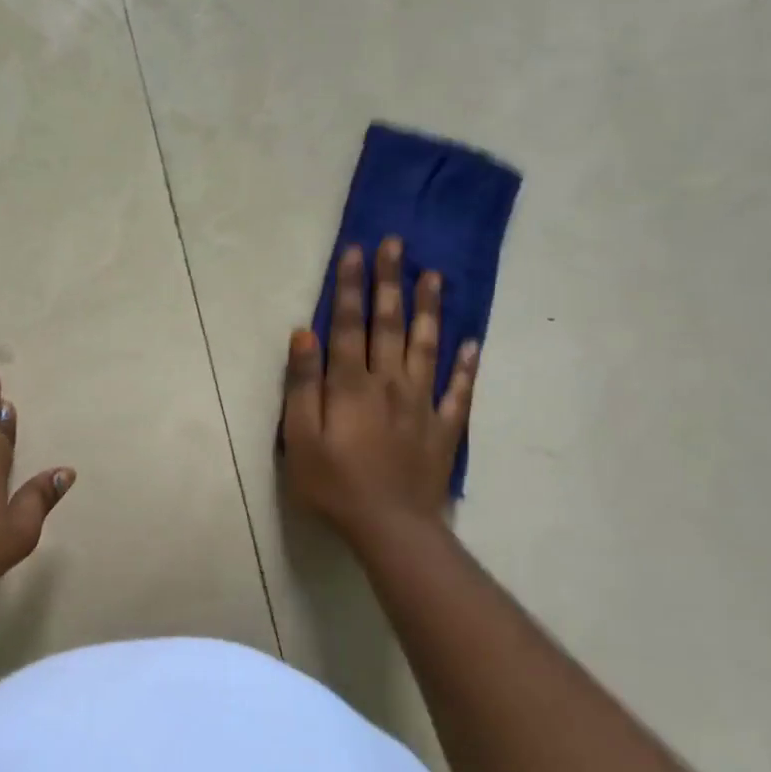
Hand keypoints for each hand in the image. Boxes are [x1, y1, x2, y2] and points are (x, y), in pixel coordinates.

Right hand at [281, 238, 478, 544]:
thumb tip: (303, 334)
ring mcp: (422, 403)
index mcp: (351, 384)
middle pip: (390, 323)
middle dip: (390, 281)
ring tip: (434, 276)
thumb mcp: (299, 437)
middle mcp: (389, 382)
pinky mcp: (444, 428)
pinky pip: (458, 390)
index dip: (349, 286)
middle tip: (396, 244)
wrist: (390, 526)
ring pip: (427, 346)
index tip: (355, 250)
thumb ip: (302, 384)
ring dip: (430, 309)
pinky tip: (470, 343)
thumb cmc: (333, 484)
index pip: (348, 324)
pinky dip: (465, 365)